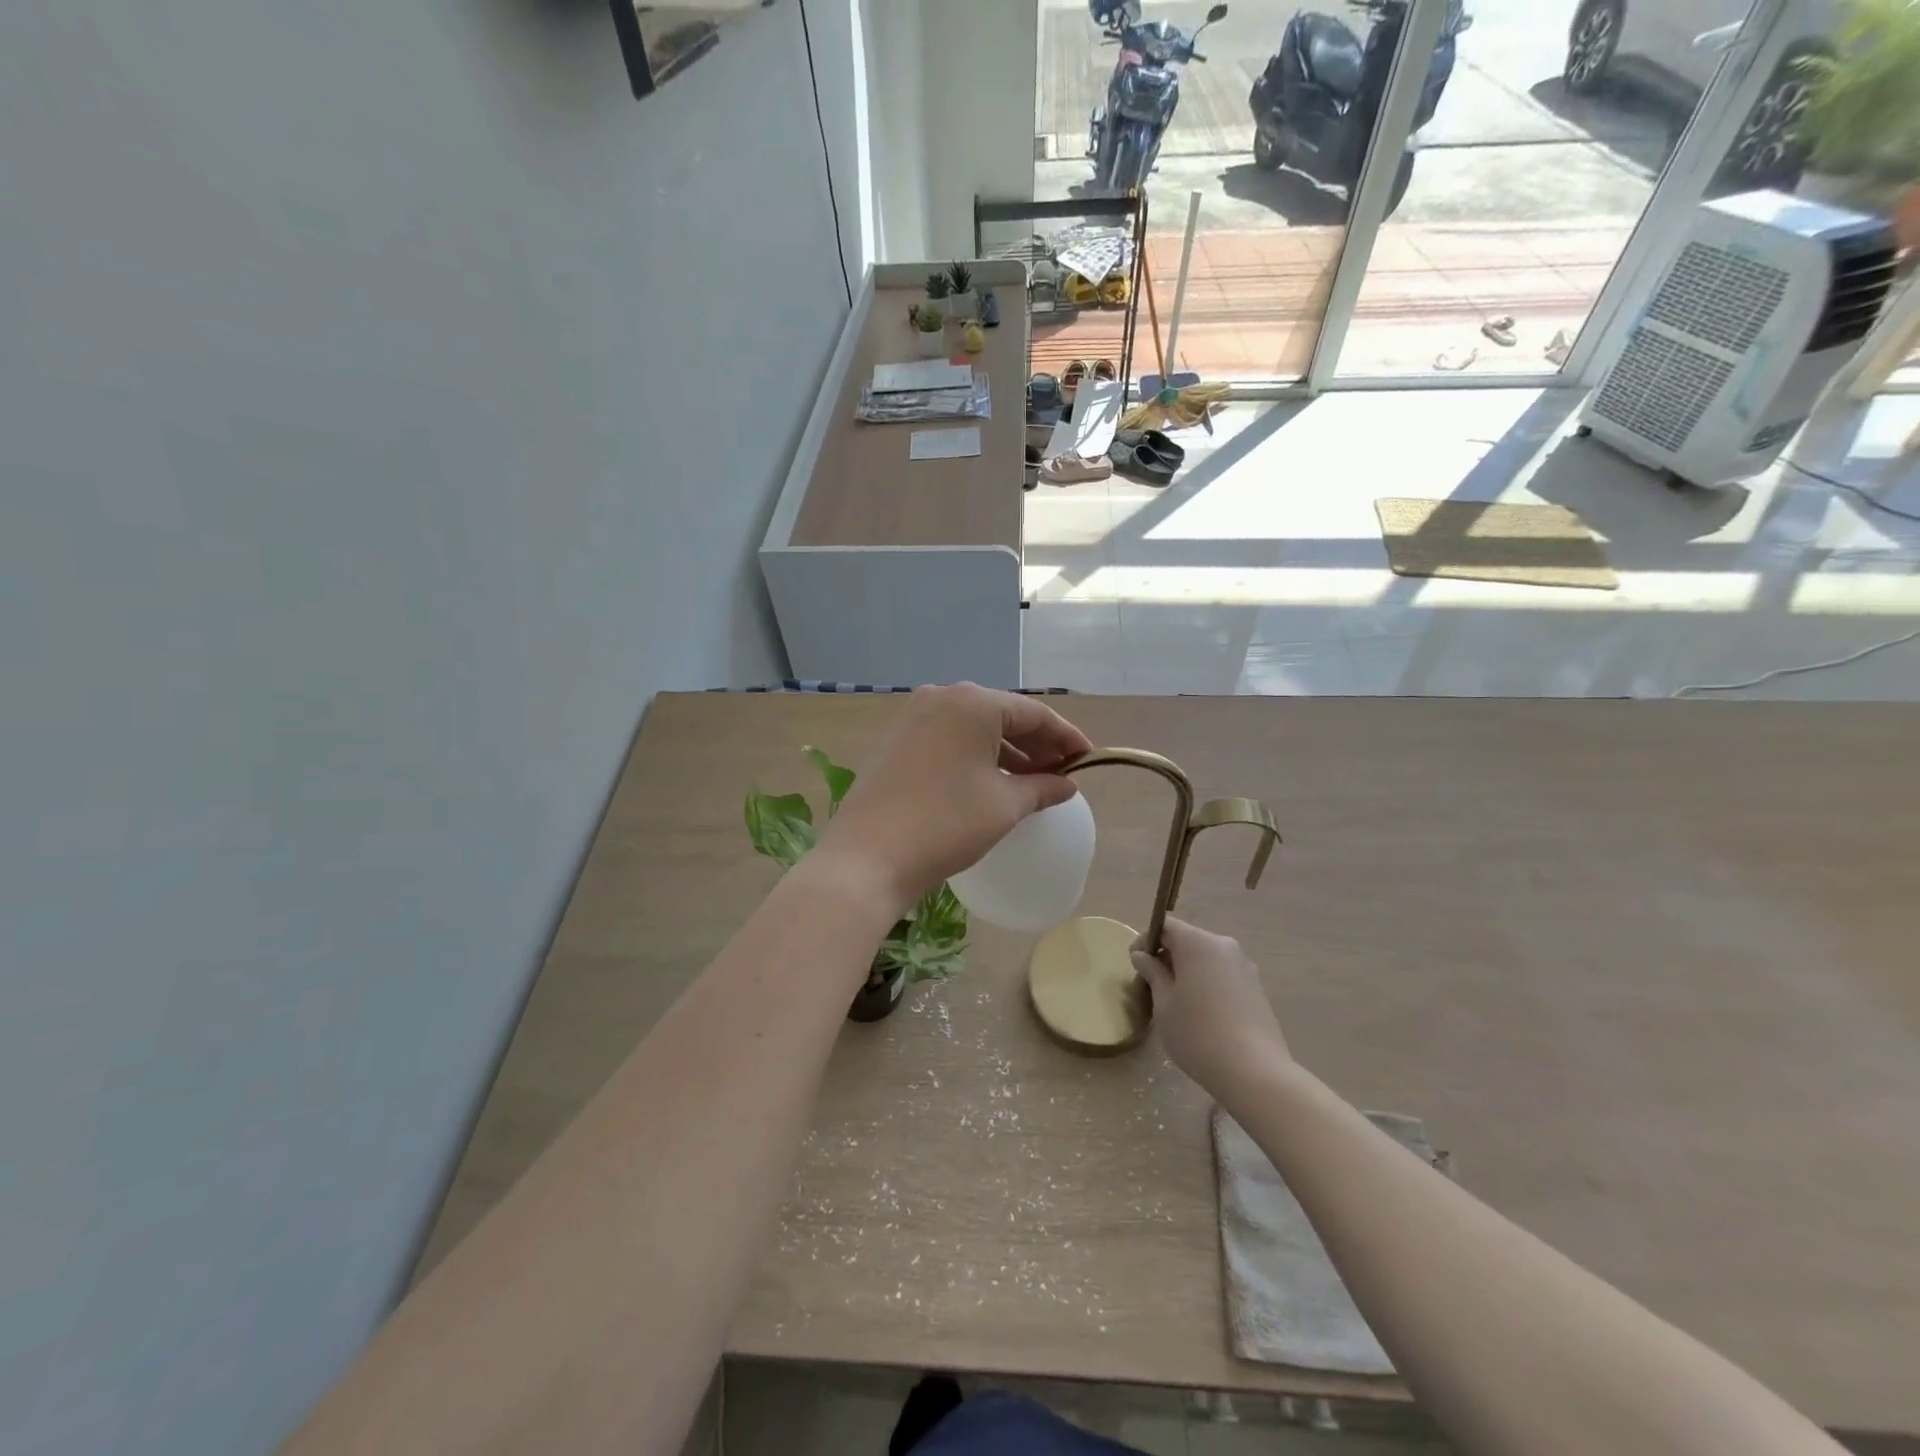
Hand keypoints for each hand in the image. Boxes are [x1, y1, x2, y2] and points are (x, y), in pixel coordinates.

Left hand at [818, 684, 1093, 914]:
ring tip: (1031, 781)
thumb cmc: (947, 824)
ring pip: (973, 727)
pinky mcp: (896, 740)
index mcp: (973, 702)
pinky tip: (990, 781)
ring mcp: (913, 717)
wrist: (868, 856)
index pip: (1033, 713)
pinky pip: (949, 738)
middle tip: (1061, 771)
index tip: (1088, 759)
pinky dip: (975, 755)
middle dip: (1035, 743)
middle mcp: (941, 697)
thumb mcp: (1005, 805)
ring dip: (1006, 751)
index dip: (1065, 736)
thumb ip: (1042, 787)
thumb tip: (1066, 784)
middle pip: (1002, 715)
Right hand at [1132, 918, 1289, 1097]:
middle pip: (1187, 940)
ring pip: (1206, 958)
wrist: (1255, 1073)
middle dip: (1167, 957)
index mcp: (1199, 943)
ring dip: (1187, 971)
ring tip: (1175, 1001)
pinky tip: (1201, 1012)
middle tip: (1151, 985)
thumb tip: (1142, 956)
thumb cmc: (1198, 1034)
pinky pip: (1222, 974)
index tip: (1135, 964)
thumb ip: (1152, 973)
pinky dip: (1206, 983)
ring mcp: (1244, 966)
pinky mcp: (1256, 987)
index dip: (1146, 940)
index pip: (1166, 926)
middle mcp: (1224, 946)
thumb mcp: (1164, 1004)